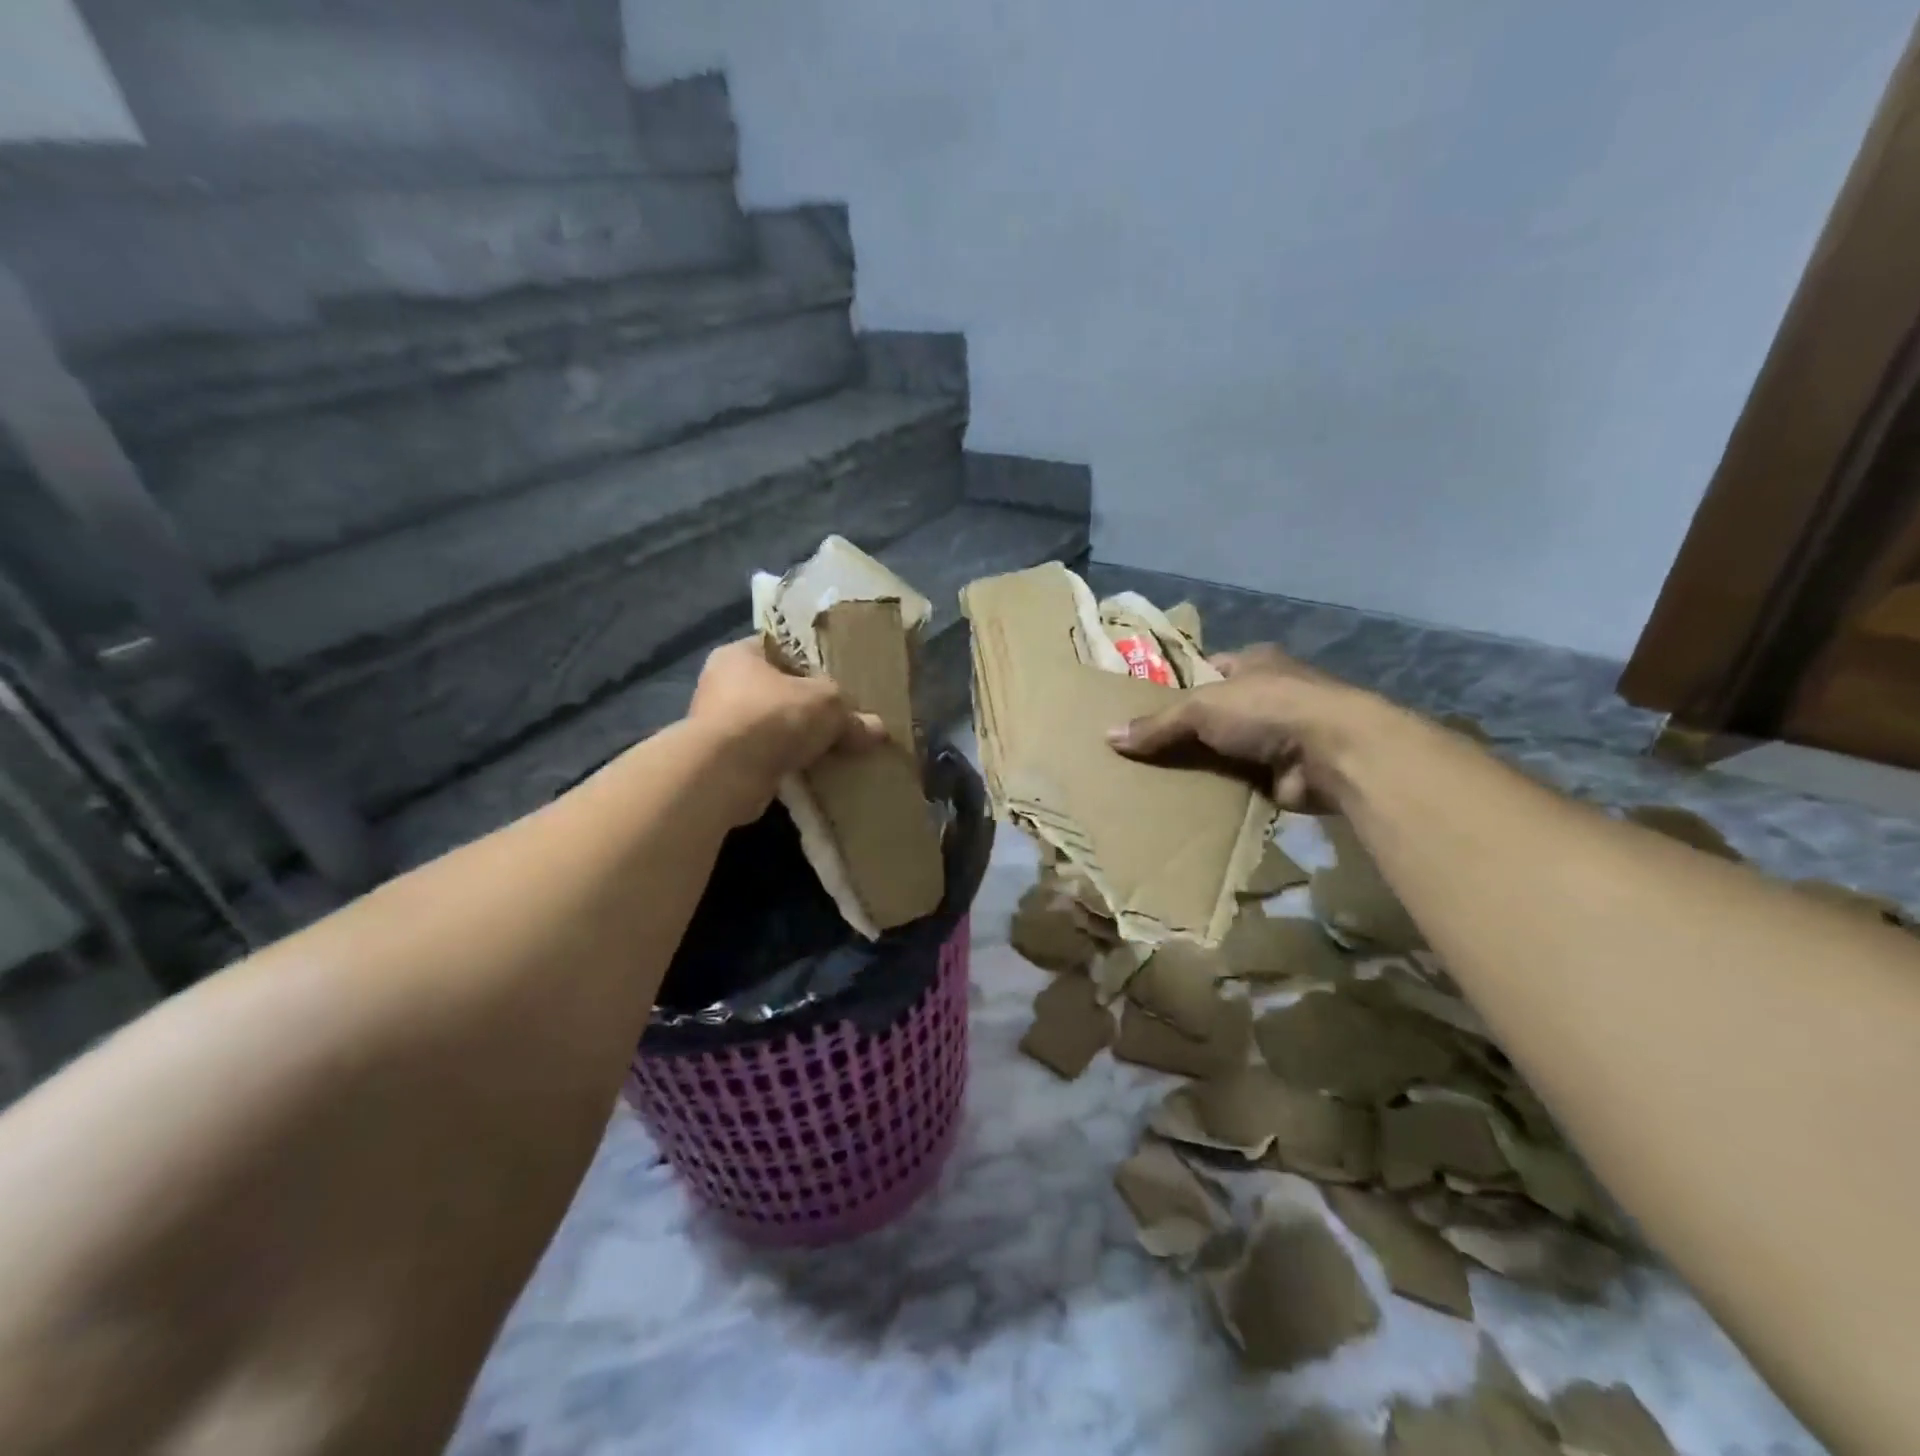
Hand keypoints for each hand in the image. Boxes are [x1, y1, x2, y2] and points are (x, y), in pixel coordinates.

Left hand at [689, 638, 886, 822]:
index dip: (808, 660)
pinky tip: (811, 772)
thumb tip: (878, 729)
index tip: (835, 678)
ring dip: (794, 739)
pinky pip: (763, 756)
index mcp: (739, 654)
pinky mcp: (720, 761)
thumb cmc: (773, 715)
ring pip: (769, 726)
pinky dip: (783, 763)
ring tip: (830, 748)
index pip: (778, 648)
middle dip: (805, 706)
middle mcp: (721, 684)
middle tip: (838, 717)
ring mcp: (717, 725)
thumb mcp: (828, 705)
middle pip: (775, 690)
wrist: (724, 772)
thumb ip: (852, 715)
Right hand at [1106, 644, 1363, 811]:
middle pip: (1215, 713)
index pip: (1207, 669)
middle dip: (1185, 731)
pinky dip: (1220, 791)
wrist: (1335, 752)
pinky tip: (1188, 803)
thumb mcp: (1201, 707)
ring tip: (1156, 780)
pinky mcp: (1287, 773)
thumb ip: (1157, 724)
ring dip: (1203, 764)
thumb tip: (1108, 736)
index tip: (1143, 708)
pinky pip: (1240, 781)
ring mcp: (1282, 735)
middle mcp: (1270, 693)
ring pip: (1227, 749)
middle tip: (1141, 752)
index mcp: (1254, 662)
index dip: (1177, 686)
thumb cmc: (1267, 709)